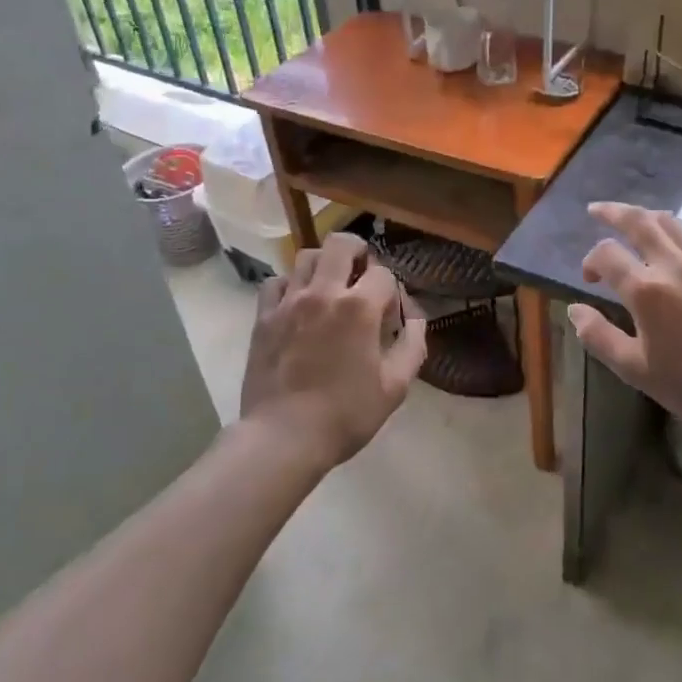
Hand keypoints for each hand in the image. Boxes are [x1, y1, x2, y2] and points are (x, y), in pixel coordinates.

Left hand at [240, 233, 426, 468]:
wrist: (284, 437)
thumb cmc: (345, 414)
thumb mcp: (395, 387)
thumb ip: (412, 345)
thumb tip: (417, 320)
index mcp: (359, 307)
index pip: (383, 273)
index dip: (392, 291)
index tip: (390, 317)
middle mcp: (324, 292)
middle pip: (341, 244)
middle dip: (359, 252)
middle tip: (362, 275)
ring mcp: (289, 301)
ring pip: (306, 256)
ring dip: (324, 264)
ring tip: (330, 287)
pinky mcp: (263, 316)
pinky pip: (276, 281)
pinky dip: (290, 284)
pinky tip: (298, 303)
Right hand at [568, 202, 681, 447]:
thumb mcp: (635, 370)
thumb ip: (599, 336)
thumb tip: (574, 310)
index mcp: (645, 290)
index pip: (606, 254)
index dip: (591, 261)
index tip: (590, 277)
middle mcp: (674, 264)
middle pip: (637, 221)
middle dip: (612, 212)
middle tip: (597, 209)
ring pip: (670, 221)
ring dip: (646, 217)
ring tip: (635, 221)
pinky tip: (679, 241)